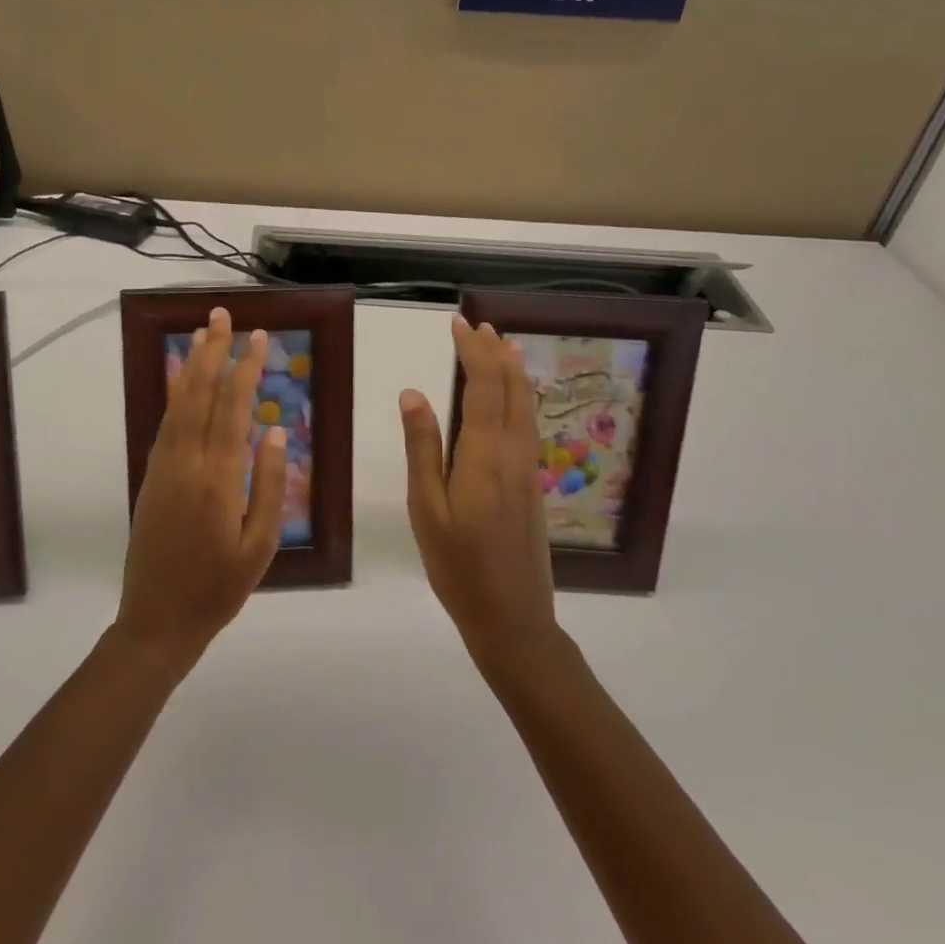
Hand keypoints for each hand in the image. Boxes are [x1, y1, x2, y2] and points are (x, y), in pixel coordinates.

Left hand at [115, 308, 286, 677]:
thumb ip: (270, 487)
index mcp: (218, 479)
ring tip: (202, 332)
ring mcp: (163, 467)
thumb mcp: (259, 547)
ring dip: (192, 365)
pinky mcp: (151, 476)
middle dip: (213, 351)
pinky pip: (165, 423)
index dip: (245, 369)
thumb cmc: (217, 589)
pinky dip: (174, 394)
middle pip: (200, 394)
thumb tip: (277, 432)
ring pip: (179, 403)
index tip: (258, 337)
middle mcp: (186, 462)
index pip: (233, 409)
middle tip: (222, 314)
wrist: (156, 620)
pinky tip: (181, 378)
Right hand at [399, 315, 558, 670]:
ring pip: (525, 406)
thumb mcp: (426, 509)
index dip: (473, 352)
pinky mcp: (531, 484)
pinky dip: (519, 396)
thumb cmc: (458, 566)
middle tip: (477, 325)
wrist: (513, 618)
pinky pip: (527, 424)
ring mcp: (527, 470)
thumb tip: (413, 393)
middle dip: (495, 352)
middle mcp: (514, 454)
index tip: (458, 325)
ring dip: (511, 371)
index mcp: (485, 457)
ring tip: (499, 345)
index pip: (483, 388)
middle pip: (511, 390)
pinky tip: (510, 396)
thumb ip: (422, 448)